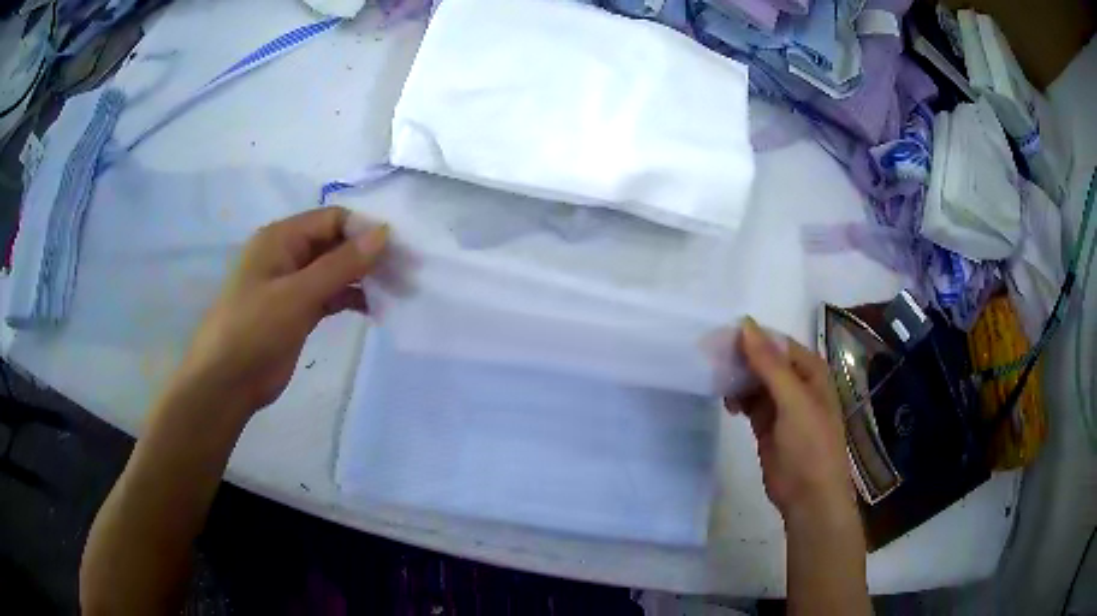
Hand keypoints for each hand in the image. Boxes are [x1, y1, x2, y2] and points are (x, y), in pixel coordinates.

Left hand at [173, 207, 389, 415]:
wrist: (226, 382)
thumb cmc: (254, 329)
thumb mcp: (297, 294)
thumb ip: (340, 264)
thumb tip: (383, 234)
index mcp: (281, 238)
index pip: (332, 219)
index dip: (364, 230)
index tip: (397, 250)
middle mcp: (287, 254)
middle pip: (335, 243)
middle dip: (367, 254)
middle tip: (404, 272)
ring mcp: (292, 284)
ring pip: (334, 270)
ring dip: (362, 278)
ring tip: (396, 290)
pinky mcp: (297, 311)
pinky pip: (329, 295)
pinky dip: (350, 298)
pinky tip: (374, 308)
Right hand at [727, 317, 857, 528]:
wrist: (809, 496)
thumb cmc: (810, 444)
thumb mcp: (792, 401)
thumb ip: (769, 364)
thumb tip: (745, 325)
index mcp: (810, 370)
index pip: (775, 343)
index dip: (749, 338)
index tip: (717, 339)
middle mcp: (796, 382)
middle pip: (763, 360)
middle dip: (739, 359)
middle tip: (709, 360)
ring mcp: (782, 405)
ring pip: (754, 381)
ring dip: (736, 379)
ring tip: (715, 382)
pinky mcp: (767, 424)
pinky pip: (749, 402)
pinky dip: (737, 399)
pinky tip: (727, 403)